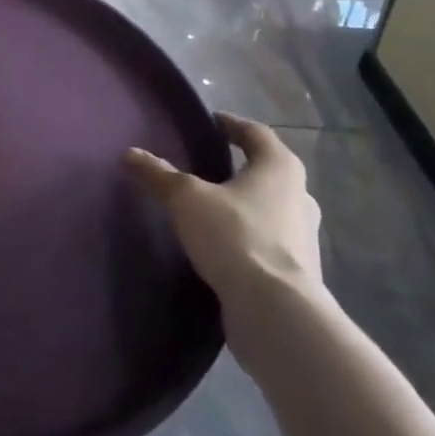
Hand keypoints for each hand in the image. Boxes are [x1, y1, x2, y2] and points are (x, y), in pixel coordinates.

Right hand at [125, 114, 324, 355]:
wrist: (276, 313)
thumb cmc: (236, 236)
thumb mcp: (186, 199)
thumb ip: (158, 175)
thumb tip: (129, 154)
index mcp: (279, 167)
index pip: (256, 133)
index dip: (231, 124)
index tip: (212, 122)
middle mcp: (300, 196)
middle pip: (269, 171)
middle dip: (242, 166)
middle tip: (211, 164)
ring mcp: (305, 237)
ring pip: (272, 208)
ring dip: (247, 204)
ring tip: (213, 207)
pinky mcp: (299, 273)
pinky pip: (270, 242)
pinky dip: (249, 236)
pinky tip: (224, 245)